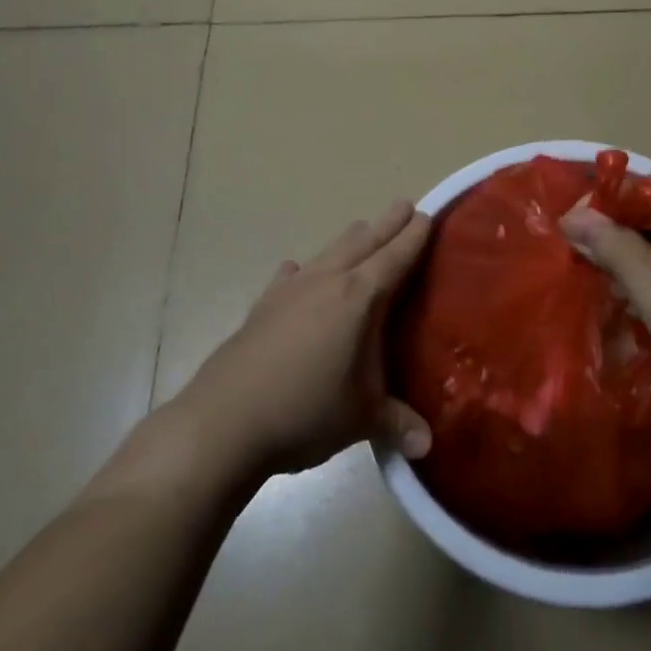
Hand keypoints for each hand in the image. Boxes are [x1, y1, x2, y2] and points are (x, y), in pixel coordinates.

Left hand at [181, 200, 433, 477]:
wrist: (223, 423)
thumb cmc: (305, 411)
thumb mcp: (360, 419)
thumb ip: (396, 424)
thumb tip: (427, 446)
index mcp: (358, 297)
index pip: (395, 257)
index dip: (413, 236)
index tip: (427, 214)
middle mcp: (325, 282)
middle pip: (362, 241)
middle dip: (386, 224)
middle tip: (404, 205)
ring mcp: (290, 291)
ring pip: (328, 251)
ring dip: (350, 240)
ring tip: (362, 230)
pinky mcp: (262, 307)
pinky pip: (289, 277)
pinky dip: (302, 271)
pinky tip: (297, 271)